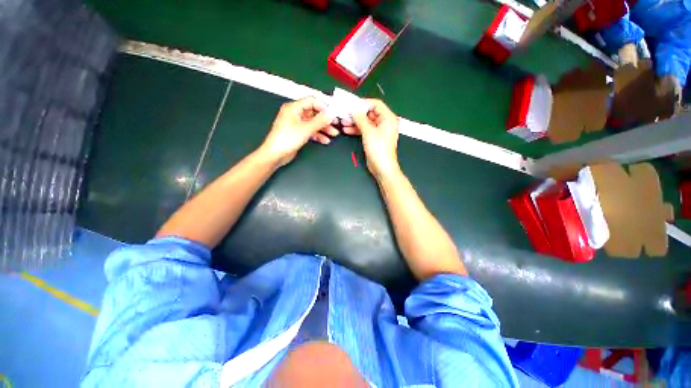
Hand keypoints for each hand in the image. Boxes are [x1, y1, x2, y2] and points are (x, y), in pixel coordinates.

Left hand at [260, 97, 339, 166]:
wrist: (276, 154)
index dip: (323, 107)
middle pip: (314, 113)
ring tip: (333, 134)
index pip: (312, 101)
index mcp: (294, 108)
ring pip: (313, 123)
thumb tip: (331, 114)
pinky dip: (318, 135)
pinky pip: (310, 131)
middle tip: (335, 125)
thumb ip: (320, 121)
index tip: (333, 114)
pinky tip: (325, 140)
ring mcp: (296, 124)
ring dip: (323, 129)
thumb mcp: (306, 129)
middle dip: (325, 120)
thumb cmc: (287, 139)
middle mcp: (295, 114)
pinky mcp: (298, 133)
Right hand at [348, 99, 399, 178]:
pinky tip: (347, 130)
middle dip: (357, 114)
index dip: (363, 103)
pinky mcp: (374, 138)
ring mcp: (379, 131)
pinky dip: (356, 129)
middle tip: (345, 114)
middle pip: (369, 113)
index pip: (375, 104)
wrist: (382, 168)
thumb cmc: (378, 149)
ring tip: (343, 123)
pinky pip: (365, 130)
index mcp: (388, 118)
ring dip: (355, 122)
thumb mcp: (368, 132)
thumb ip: (360, 118)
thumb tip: (353, 109)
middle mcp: (385, 122)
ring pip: (365, 122)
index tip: (351, 105)